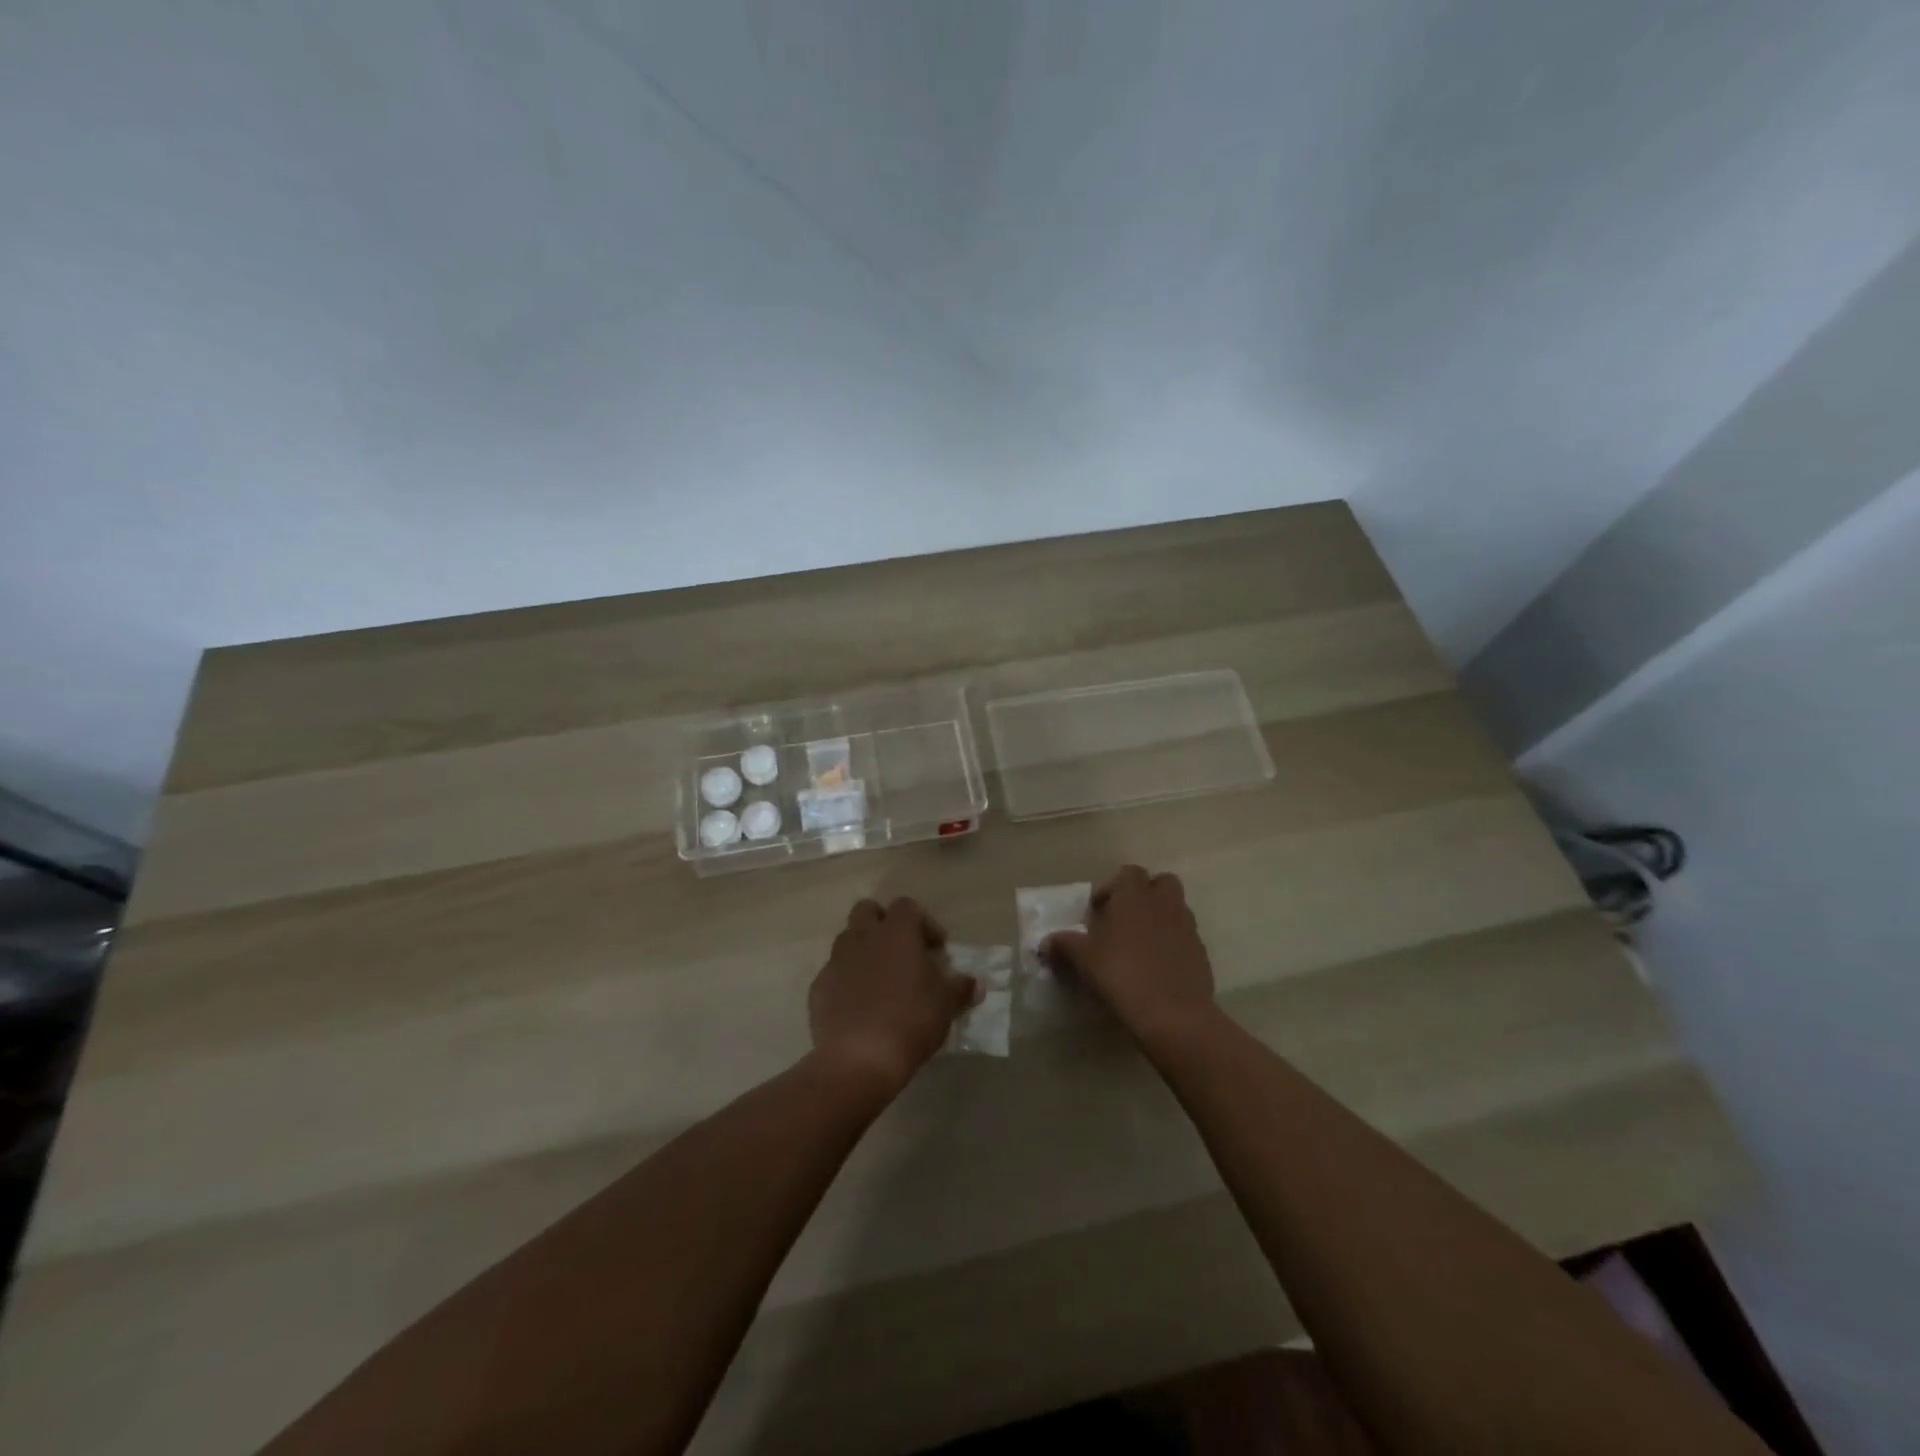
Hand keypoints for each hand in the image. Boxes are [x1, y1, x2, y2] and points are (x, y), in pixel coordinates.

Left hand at [809, 897, 978, 1095]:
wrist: (858, 1060)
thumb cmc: (911, 1021)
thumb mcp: (946, 1005)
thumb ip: (961, 988)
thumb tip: (974, 983)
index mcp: (895, 932)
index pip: (907, 906)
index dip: (924, 923)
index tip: (936, 949)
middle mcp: (862, 937)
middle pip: (868, 911)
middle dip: (884, 924)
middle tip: (902, 952)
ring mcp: (836, 961)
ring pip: (848, 940)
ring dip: (864, 951)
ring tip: (881, 980)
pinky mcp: (818, 987)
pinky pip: (834, 973)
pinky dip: (847, 980)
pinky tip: (860, 1006)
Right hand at [1045, 865, 1216, 1046]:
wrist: (1173, 1013)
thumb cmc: (1122, 974)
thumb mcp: (1083, 959)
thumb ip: (1064, 944)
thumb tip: (1046, 941)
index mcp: (1134, 895)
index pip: (1128, 873)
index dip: (1112, 888)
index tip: (1099, 912)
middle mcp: (1164, 903)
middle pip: (1161, 883)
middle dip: (1145, 895)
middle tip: (1125, 920)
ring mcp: (1187, 926)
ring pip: (1175, 908)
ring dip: (1160, 918)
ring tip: (1140, 946)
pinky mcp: (1201, 952)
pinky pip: (1185, 937)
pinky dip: (1173, 943)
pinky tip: (1157, 967)